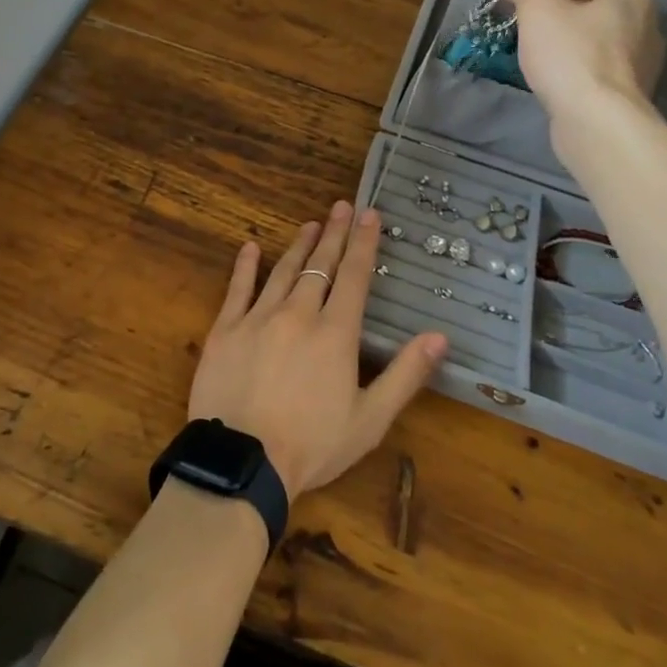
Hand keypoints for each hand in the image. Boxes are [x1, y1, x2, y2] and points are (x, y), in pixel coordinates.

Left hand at [189, 203, 446, 500]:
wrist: (243, 460)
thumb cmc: (313, 444)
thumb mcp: (370, 419)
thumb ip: (406, 374)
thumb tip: (440, 336)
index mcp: (335, 333)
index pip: (354, 277)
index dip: (363, 243)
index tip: (369, 214)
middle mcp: (298, 313)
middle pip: (320, 265)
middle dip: (333, 234)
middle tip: (341, 206)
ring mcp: (258, 317)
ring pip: (283, 271)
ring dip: (299, 246)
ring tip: (310, 223)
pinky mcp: (225, 329)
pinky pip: (237, 289)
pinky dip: (245, 266)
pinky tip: (250, 247)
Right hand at [497, 0, 664, 141]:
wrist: (597, 121)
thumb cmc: (569, 56)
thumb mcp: (538, 10)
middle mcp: (643, 22)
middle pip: (589, 2)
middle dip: (550, 4)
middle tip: (517, 13)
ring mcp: (640, 59)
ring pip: (591, 33)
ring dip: (560, 32)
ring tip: (528, 40)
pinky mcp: (627, 89)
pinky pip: (594, 62)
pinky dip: (570, 58)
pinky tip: (549, 68)